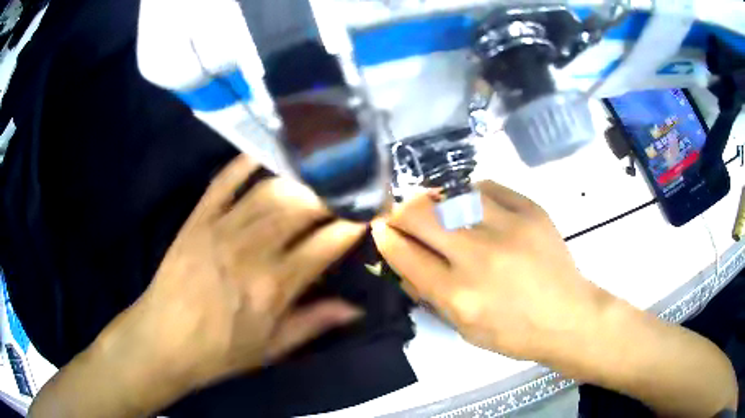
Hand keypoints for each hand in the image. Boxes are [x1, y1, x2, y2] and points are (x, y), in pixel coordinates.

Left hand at [96, 155, 365, 393]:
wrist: (164, 340)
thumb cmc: (220, 351)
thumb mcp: (271, 348)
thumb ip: (314, 323)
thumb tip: (355, 309)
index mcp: (274, 286)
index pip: (325, 243)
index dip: (352, 224)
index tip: (368, 212)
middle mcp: (252, 250)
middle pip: (301, 207)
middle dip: (331, 194)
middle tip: (348, 188)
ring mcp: (221, 228)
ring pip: (269, 190)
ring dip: (300, 179)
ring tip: (319, 174)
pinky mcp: (198, 218)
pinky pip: (224, 181)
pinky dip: (246, 163)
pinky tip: (268, 153)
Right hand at [371, 181, 607, 361]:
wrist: (568, 315)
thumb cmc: (515, 333)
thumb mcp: (465, 330)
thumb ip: (430, 296)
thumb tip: (403, 264)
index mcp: (459, 295)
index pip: (406, 255)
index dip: (386, 238)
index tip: (379, 229)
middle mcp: (479, 257)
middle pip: (421, 216)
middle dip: (400, 212)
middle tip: (401, 215)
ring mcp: (508, 228)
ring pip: (451, 194)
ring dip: (433, 199)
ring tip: (435, 207)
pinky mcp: (531, 210)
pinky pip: (487, 187)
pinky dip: (470, 193)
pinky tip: (470, 204)